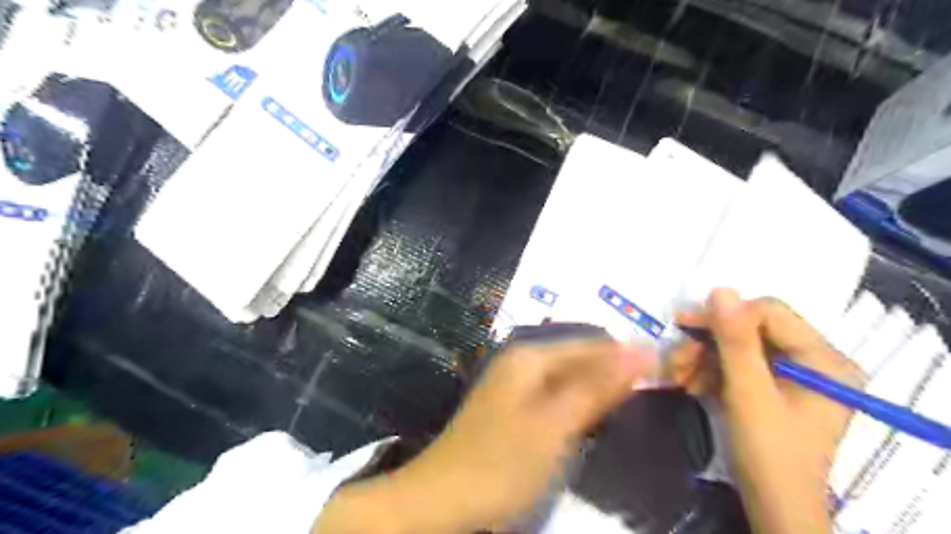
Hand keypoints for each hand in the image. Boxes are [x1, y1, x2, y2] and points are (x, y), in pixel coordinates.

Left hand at [316, 338, 649, 533]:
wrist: (445, 497)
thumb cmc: (502, 461)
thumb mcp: (556, 424)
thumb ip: (596, 387)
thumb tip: (639, 352)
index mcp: (531, 356)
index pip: (592, 343)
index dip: (628, 356)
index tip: (666, 372)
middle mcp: (523, 360)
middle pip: (581, 357)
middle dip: (614, 371)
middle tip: (653, 392)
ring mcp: (518, 384)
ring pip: (571, 376)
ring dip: (600, 388)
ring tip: (633, 405)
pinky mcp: (517, 407)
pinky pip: (558, 394)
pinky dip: (581, 403)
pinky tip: (596, 416)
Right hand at [667, 291, 863, 532]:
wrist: (773, 508)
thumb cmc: (770, 453)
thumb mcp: (749, 394)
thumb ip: (736, 341)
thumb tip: (720, 289)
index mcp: (823, 359)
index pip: (770, 313)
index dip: (725, 316)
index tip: (683, 324)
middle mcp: (812, 360)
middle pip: (750, 330)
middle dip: (709, 343)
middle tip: (676, 356)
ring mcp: (790, 374)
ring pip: (736, 347)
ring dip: (703, 359)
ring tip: (677, 376)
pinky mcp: (770, 387)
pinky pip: (735, 366)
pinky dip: (709, 373)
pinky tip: (689, 384)